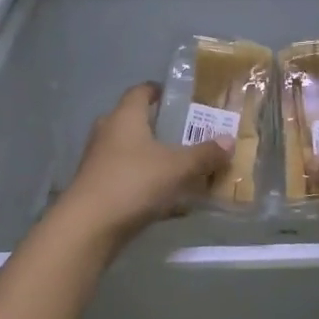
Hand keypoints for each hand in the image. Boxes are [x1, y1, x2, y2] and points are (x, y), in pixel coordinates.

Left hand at [58, 84, 230, 241]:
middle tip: (191, 135)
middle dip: (163, 128)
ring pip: (134, 153)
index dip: (160, 91)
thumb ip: (204, 154)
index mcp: (125, 116)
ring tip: (186, 168)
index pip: (141, 91)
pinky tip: (172, 202)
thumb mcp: (177, 167)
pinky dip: (149, 184)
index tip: (183, 99)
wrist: (89, 226)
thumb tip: (229, 141)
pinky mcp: (98, 187)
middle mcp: (108, 132)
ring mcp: (100, 161)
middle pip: (138, 122)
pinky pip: (130, 178)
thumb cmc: (134, 182)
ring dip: (156, 159)